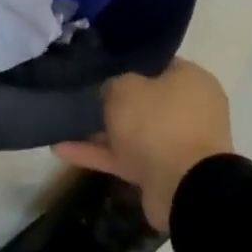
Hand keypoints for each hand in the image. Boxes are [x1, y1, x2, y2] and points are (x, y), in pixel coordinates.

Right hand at [53, 59, 232, 230]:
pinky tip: (61, 150)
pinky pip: (123, 157)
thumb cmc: (158, 123)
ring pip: (132, 131)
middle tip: (81, 94)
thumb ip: (113, 84)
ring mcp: (175, 143)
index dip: (129, 63)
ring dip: (100, 131)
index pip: (158, 64)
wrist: (183, 187)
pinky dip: (96, 154)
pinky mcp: (161, 172)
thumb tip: (111, 91)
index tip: (101, 65)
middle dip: (113, 101)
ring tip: (63, 123)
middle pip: (145, 101)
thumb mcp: (126, 88)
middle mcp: (188, 110)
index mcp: (190, 81)